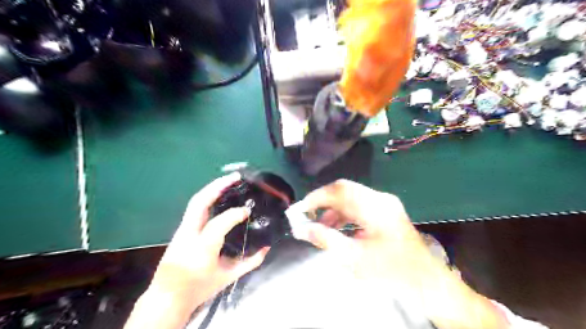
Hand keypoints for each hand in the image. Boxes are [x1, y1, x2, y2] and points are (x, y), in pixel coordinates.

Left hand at [151, 173, 269, 311]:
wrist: (167, 298)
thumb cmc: (199, 287)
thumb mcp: (227, 277)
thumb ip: (249, 262)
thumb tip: (266, 249)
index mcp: (202, 247)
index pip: (220, 223)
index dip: (235, 214)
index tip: (247, 211)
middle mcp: (189, 234)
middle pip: (200, 202)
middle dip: (218, 186)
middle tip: (235, 177)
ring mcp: (182, 230)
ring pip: (195, 202)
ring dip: (212, 189)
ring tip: (228, 181)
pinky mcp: (181, 230)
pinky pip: (194, 209)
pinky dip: (207, 198)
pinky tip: (217, 195)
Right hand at [288, 178, 426, 281]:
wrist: (426, 283)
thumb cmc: (391, 272)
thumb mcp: (354, 258)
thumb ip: (326, 239)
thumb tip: (301, 228)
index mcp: (375, 207)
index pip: (340, 191)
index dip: (316, 197)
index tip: (300, 209)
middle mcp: (380, 199)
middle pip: (345, 190)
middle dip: (323, 202)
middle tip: (307, 216)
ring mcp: (385, 204)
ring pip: (351, 197)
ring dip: (333, 209)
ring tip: (319, 226)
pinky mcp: (385, 211)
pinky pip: (359, 206)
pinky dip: (344, 214)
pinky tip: (336, 228)